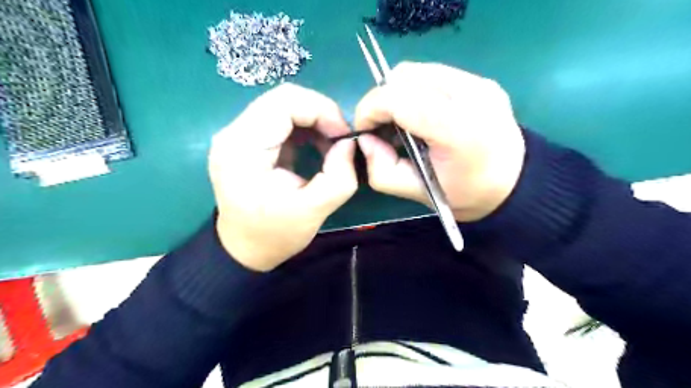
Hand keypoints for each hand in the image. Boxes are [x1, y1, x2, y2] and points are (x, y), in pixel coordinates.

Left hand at [211, 84, 358, 271]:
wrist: (243, 249)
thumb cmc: (274, 235)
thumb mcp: (314, 211)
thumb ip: (339, 176)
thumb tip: (348, 144)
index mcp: (243, 148)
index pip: (284, 101)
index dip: (322, 110)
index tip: (343, 137)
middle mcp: (233, 133)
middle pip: (283, 98)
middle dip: (320, 113)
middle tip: (340, 140)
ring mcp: (237, 135)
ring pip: (283, 106)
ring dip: (313, 120)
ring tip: (330, 145)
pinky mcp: (246, 141)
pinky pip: (279, 120)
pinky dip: (304, 128)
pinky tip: (315, 147)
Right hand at [356, 62, 524, 222]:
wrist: (513, 184)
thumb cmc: (466, 194)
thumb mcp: (418, 193)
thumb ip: (382, 170)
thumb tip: (365, 140)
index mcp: (456, 129)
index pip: (398, 99)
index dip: (369, 109)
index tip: (364, 130)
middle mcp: (470, 95)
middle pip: (404, 76)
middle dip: (381, 99)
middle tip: (381, 127)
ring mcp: (478, 82)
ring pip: (416, 71)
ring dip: (396, 93)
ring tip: (400, 120)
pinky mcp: (480, 80)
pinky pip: (432, 74)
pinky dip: (414, 90)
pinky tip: (420, 113)